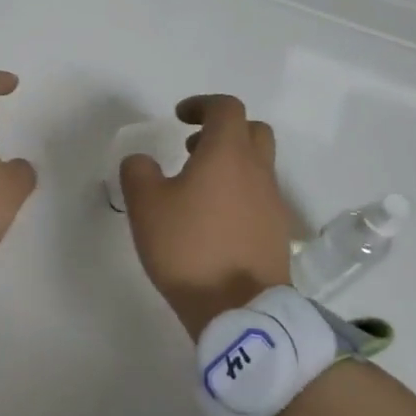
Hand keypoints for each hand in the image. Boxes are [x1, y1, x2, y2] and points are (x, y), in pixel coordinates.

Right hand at [119, 94, 290, 338]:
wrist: (239, 310)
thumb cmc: (189, 247)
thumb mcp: (145, 205)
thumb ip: (138, 172)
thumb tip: (142, 161)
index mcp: (228, 154)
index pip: (226, 108)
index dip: (202, 105)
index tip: (179, 117)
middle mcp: (257, 171)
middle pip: (253, 131)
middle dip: (224, 130)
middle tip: (192, 147)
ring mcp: (273, 203)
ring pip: (259, 165)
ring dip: (231, 163)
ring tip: (197, 188)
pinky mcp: (277, 233)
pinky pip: (260, 197)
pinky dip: (239, 194)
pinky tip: (213, 220)